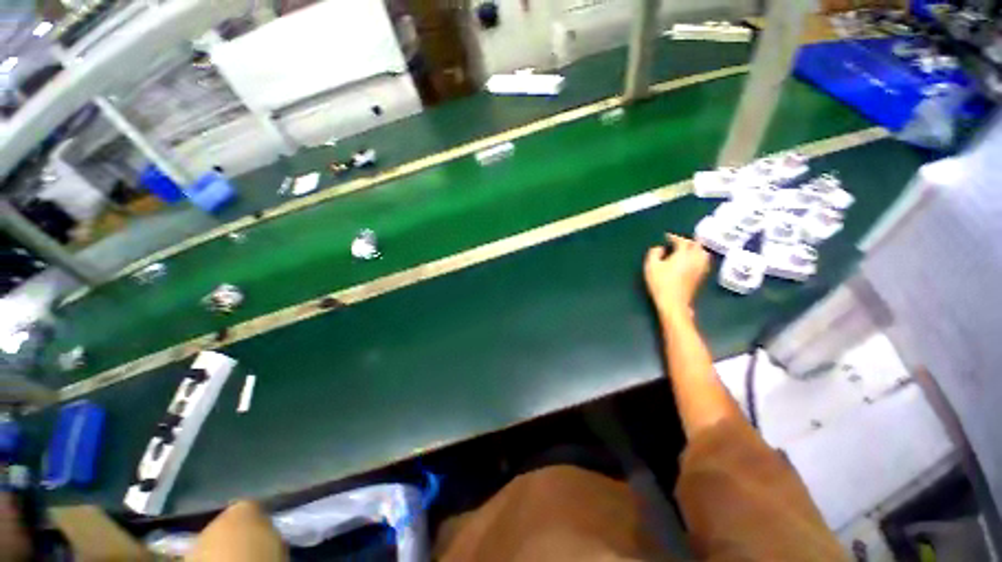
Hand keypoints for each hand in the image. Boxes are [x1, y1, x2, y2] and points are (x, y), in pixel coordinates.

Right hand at [644, 234, 709, 318]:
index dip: (674, 237)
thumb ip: (654, 253)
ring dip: (696, 249)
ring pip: (703, 253)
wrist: (673, 302)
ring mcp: (700, 268)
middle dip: (687, 241)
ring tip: (687, 250)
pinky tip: (692, 261)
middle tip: (677, 242)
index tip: (667, 237)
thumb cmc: (660, 283)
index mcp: (683, 254)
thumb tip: (660, 248)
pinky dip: (698, 257)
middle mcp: (695, 259)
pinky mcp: (701, 277)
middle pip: (696, 245)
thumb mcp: (651, 266)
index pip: (682, 241)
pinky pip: (703, 262)